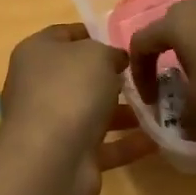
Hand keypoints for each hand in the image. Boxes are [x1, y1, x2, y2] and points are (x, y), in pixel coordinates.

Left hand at [0, 23, 155, 194]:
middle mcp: (39, 87)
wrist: (51, 160)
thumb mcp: (97, 54)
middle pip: (79, 76)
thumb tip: (116, 61)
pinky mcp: (67, 156)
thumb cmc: (70, 90)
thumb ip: (110, 52)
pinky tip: (157, 139)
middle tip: (147, 74)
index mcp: (36, 54)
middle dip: (112, 76)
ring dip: (123, 112)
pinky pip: (103, 145)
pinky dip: (127, 143)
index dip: (94, 34)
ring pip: (91, 112)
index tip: (125, 40)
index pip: (64, 34)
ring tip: (159, 107)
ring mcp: (51, 125)